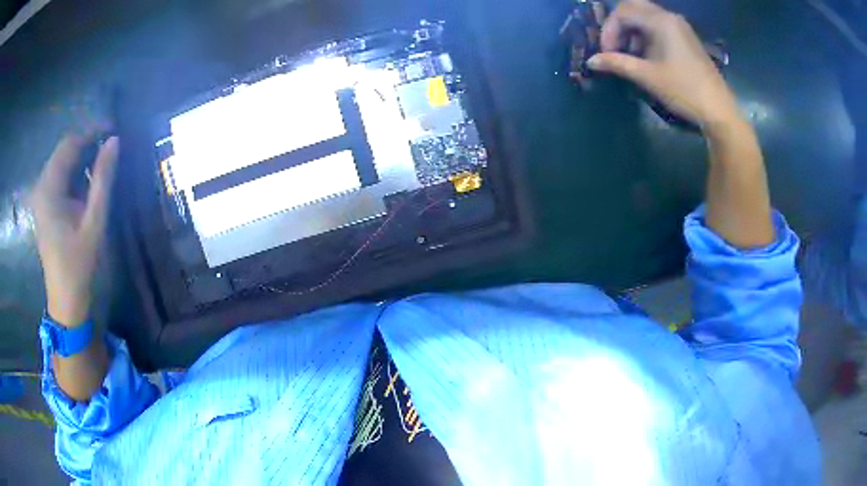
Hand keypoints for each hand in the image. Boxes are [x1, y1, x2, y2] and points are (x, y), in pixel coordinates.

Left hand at [31, 134, 119, 327]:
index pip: (70, 144)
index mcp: (49, 188)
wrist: (65, 298)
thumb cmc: (79, 263)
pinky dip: (73, 173)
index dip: (91, 132)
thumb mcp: (94, 220)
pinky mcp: (43, 205)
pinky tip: (86, 184)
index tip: (113, 130)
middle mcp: (41, 186)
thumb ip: (103, 178)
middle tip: (109, 149)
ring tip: (100, 166)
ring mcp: (40, 196)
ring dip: (81, 159)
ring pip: (62, 162)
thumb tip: (114, 140)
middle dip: (86, 145)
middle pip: (64, 151)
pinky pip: (58, 177)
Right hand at [588, 0, 741, 131]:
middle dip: (618, 26)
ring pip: (645, 17)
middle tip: (614, 47)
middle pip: (633, 8)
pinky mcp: (685, 38)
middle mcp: (669, 17)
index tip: (606, 53)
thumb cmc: (684, 91)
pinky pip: (658, 26)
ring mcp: (679, 27)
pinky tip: (646, 57)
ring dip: (632, 32)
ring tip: (630, 56)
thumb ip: (617, 64)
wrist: (719, 111)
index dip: (609, 29)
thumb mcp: (648, 77)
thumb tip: (591, 61)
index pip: (623, 11)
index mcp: (660, 21)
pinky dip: (645, 36)